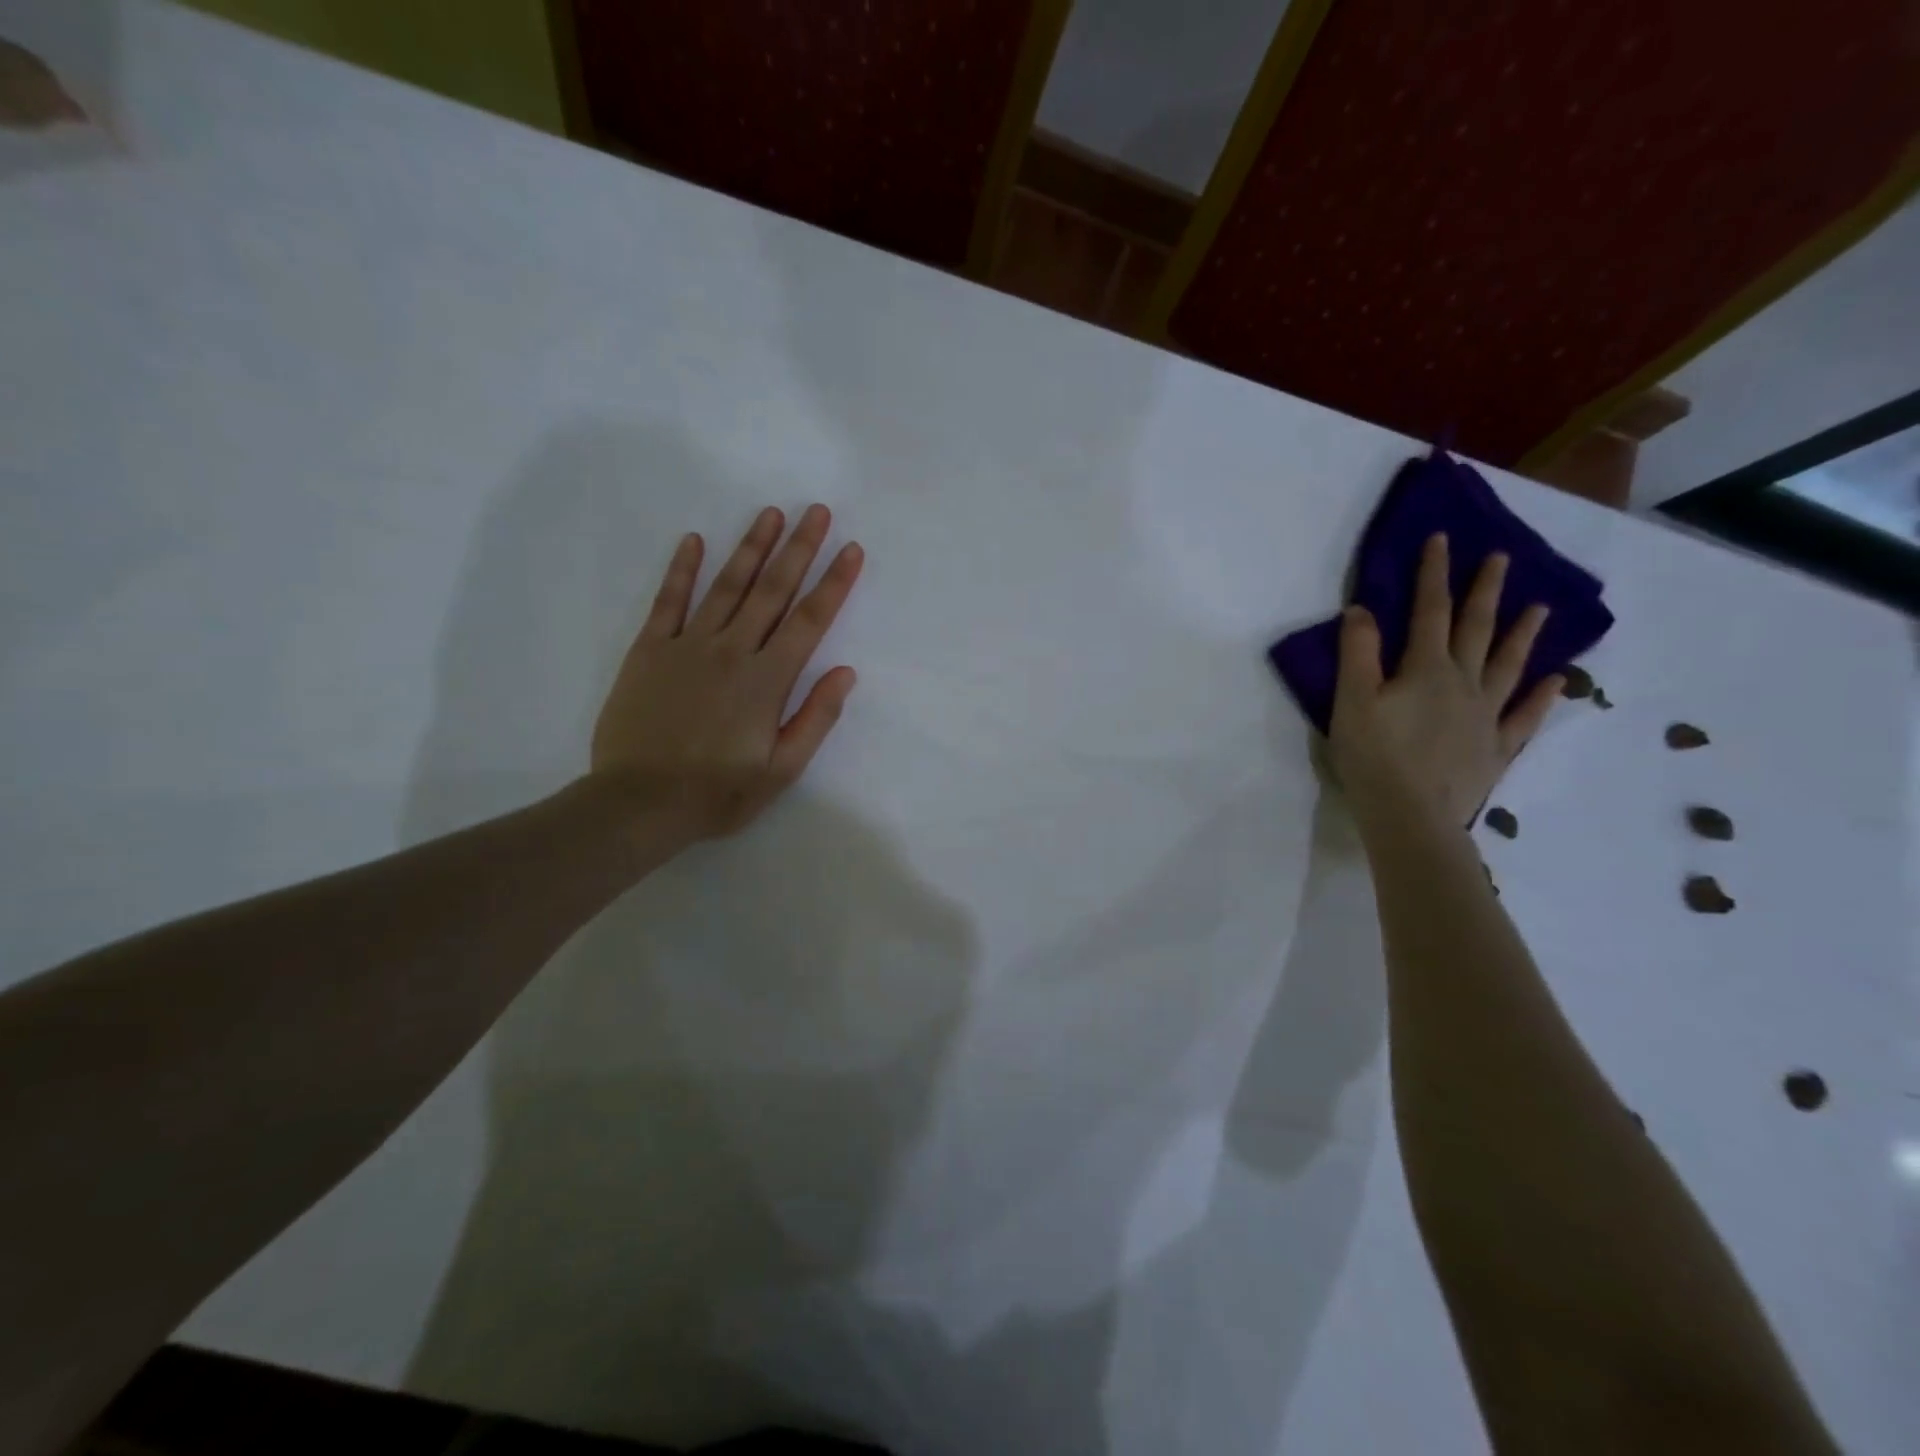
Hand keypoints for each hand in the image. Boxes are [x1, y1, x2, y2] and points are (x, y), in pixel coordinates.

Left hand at [589, 504, 862, 842]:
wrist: (639, 803)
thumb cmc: (718, 793)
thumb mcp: (782, 770)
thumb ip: (816, 718)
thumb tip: (845, 672)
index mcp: (768, 680)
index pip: (810, 621)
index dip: (834, 583)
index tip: (851, 549)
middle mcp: (732, 651)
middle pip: (772, 591)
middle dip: (798, 549)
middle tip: (816, 511)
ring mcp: (687, 646)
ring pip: (726, 586)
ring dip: (751, 547)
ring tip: (770, 513)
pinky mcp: (649, 651)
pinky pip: (668, 601)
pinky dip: (682, 570)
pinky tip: (694, 541)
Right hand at [1328, 533, 1560, 830]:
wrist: (1411, 816)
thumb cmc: (1373, 757)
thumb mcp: (1351, 701)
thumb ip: (1358, 653)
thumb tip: (1362, 609)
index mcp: (1425, 670)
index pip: (1429, 611)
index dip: (1434, 574)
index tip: (1442, 538)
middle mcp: (1463, 683)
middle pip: (1477, 629)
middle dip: (1485, 590)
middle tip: (1501, 557)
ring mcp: (1486, 716)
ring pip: (1509, 665)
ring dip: (1523, 634)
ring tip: (1541, 607)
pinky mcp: (1495, 748)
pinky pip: (1524, 716)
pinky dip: (1542, 696)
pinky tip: (1557, 680)